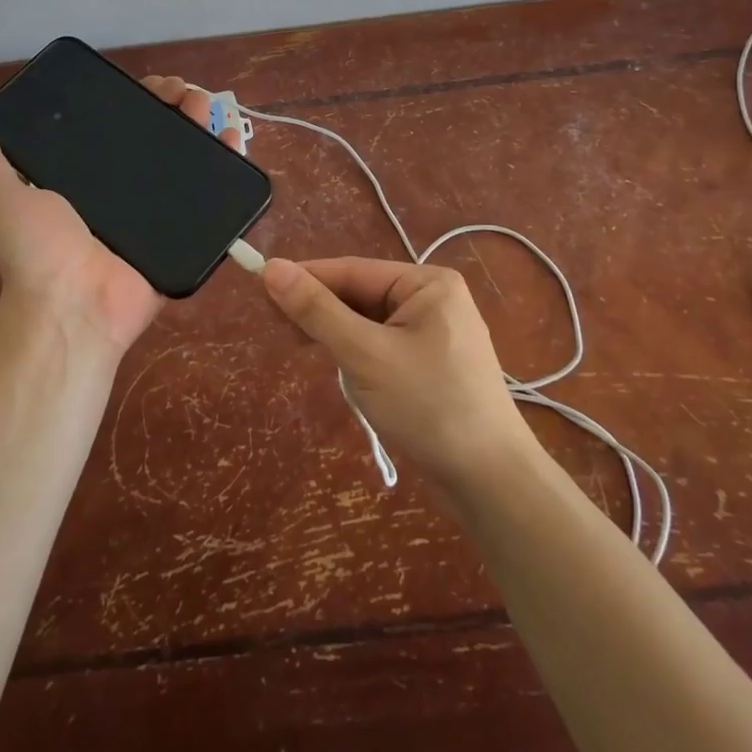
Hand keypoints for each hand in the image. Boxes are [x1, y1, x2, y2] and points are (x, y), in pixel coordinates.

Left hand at [0, 75, 242, 352]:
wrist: (73, 305)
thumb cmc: (38, 250)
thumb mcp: (3, 197)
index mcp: (91, 176)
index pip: (119, 126)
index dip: (137, 101)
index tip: (151, 84)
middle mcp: (128, 189)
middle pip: (159, 136)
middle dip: (174, 106)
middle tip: (184, 92)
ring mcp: (160, 211)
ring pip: (188, 157)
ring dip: (202, 125)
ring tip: (207, 106)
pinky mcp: (185, 231)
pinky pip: (213, 195)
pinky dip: (228, 163)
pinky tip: (232, 137)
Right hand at [259, 257, 539, 487]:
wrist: (491, 482)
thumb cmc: (429, 407)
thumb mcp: (365, 355)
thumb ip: (317, 311)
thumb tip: (271, 269)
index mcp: (426, 283)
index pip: (353, 270)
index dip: (306, 277)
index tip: (260, 285)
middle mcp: (434, 299)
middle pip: (361, 294)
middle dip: (322, 311)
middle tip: (278, 328)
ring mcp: (436, 333)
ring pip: (370, 323)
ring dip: (339, 337)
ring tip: (306, 351)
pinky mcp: (433, 365)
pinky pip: (384, 346)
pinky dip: (359, 355)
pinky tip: (346, 374)